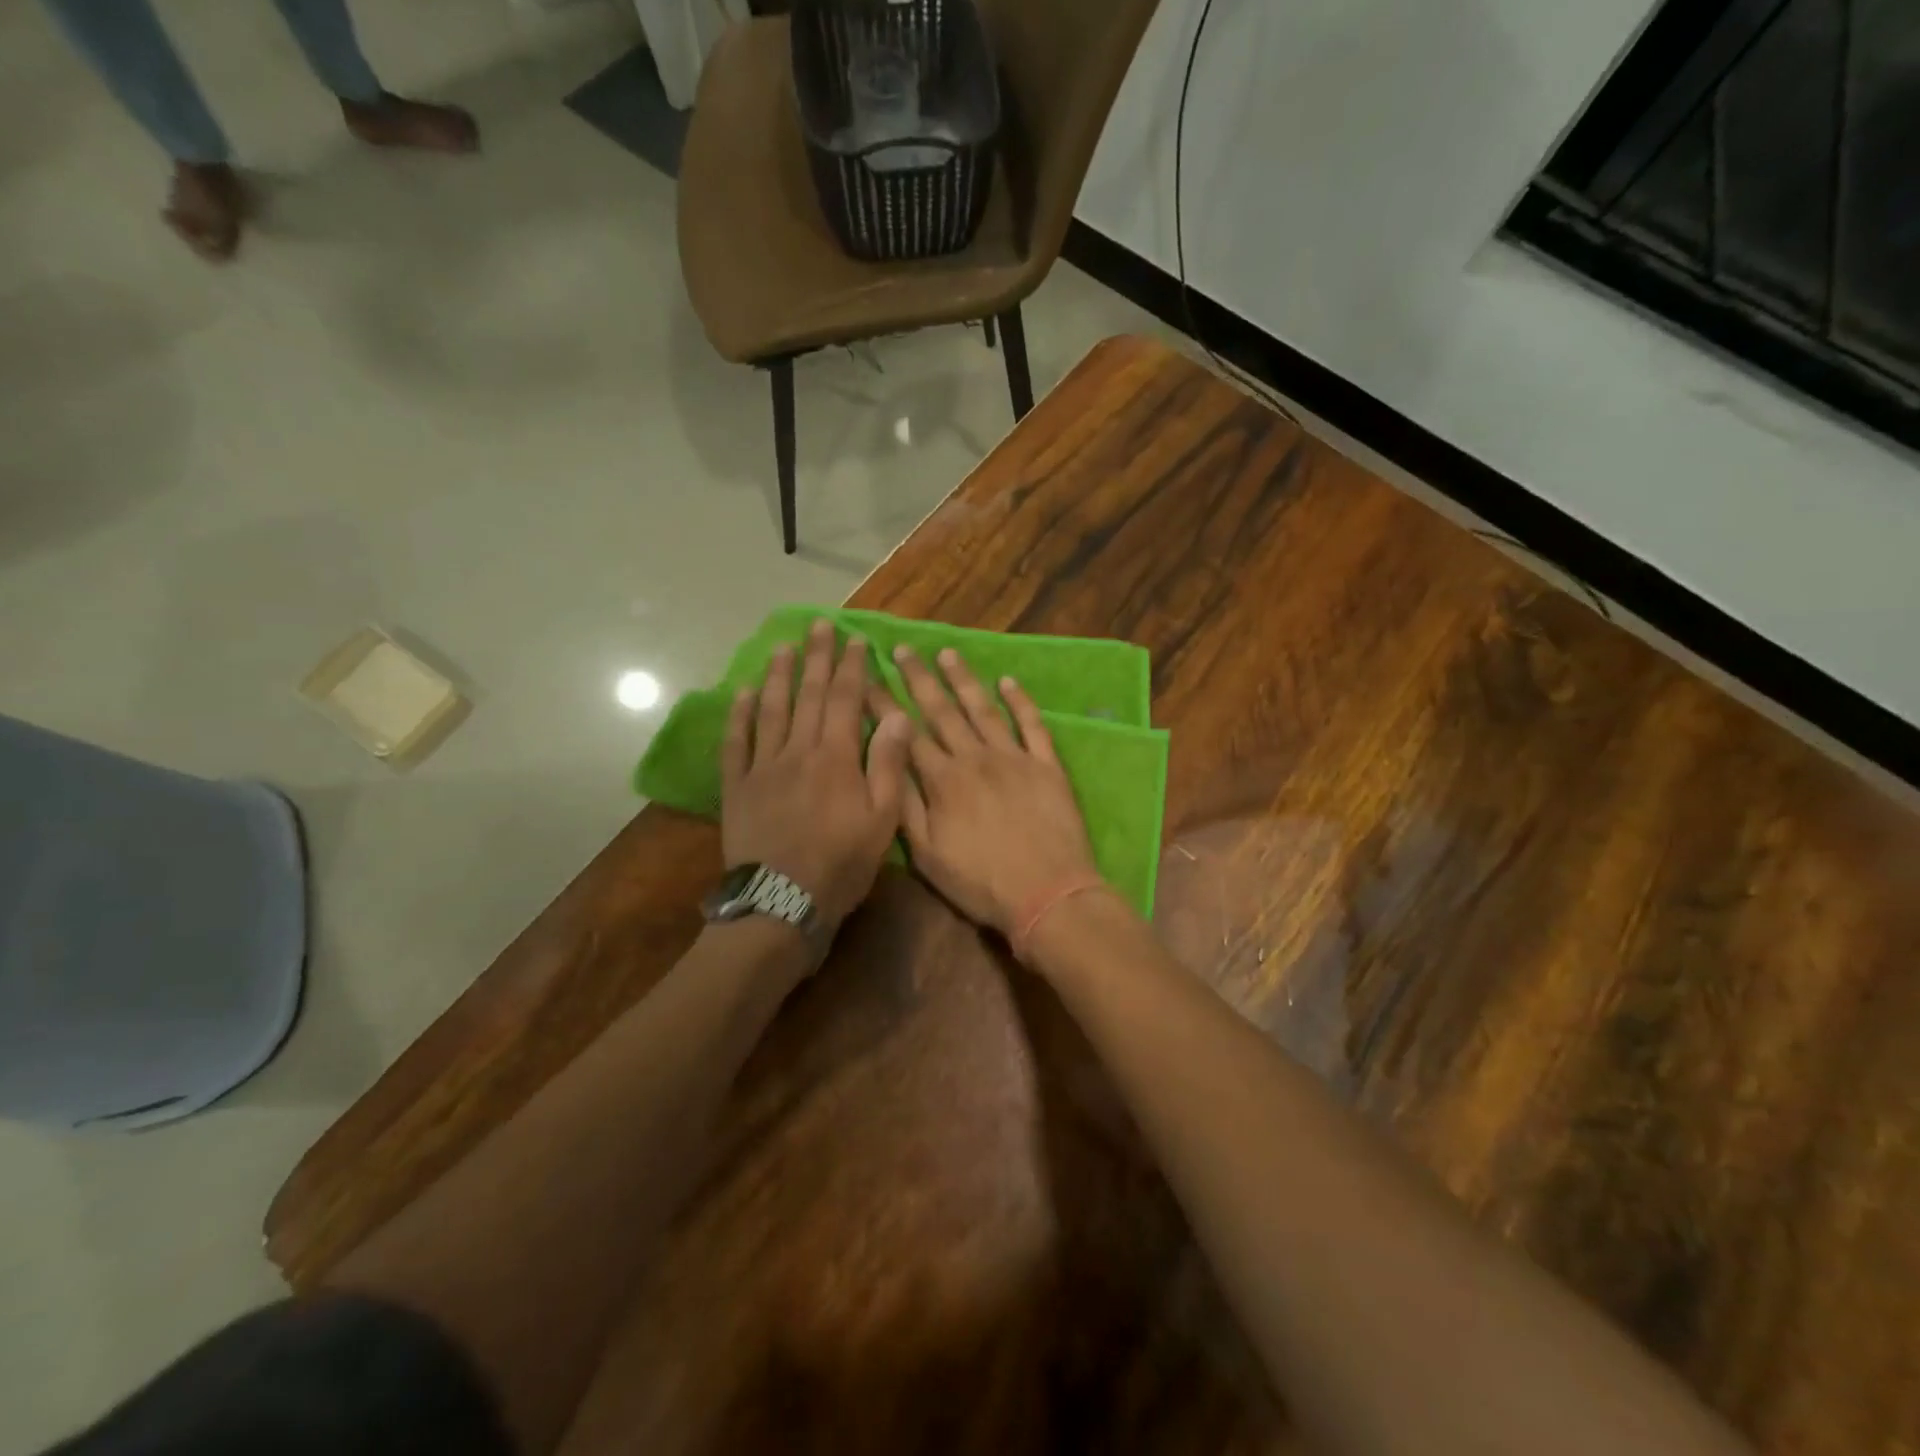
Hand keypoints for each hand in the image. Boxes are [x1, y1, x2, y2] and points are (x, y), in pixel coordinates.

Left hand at [722, 619, 913, 929]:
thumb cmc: (841, 864)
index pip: (844, 699)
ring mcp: (763, 767)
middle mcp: (798, 751)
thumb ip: (887, 764)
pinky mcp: (737, 787)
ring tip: (783, 647)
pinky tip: (743, 693)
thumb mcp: (882, 820)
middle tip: (819, 625)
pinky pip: (736, 743)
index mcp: (836, 757)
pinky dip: (739, 715)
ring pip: (771, 710)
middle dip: (816, 658)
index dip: (850, 667)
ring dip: (778, 676)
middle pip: (808, 695)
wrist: (782, 903)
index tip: (854, 639)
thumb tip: (896, 714)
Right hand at [884, 645, 1098, 935]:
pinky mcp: (1047, 766)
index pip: (906, 734)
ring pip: (984, 709)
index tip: (867, 678)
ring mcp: (1014, 758)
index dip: (884, 704)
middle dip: (919, 678)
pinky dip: (1021, 701)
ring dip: (964, 679)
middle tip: (903, 649)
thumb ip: (906, 807)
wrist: (1049, 894)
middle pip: (942, 711)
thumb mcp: (928, 855)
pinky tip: (1009, 680)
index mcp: (943, 781)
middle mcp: (975, 758)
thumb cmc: (982, 883)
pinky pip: (1033, 725)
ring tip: (947, 653)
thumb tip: (886, 763)